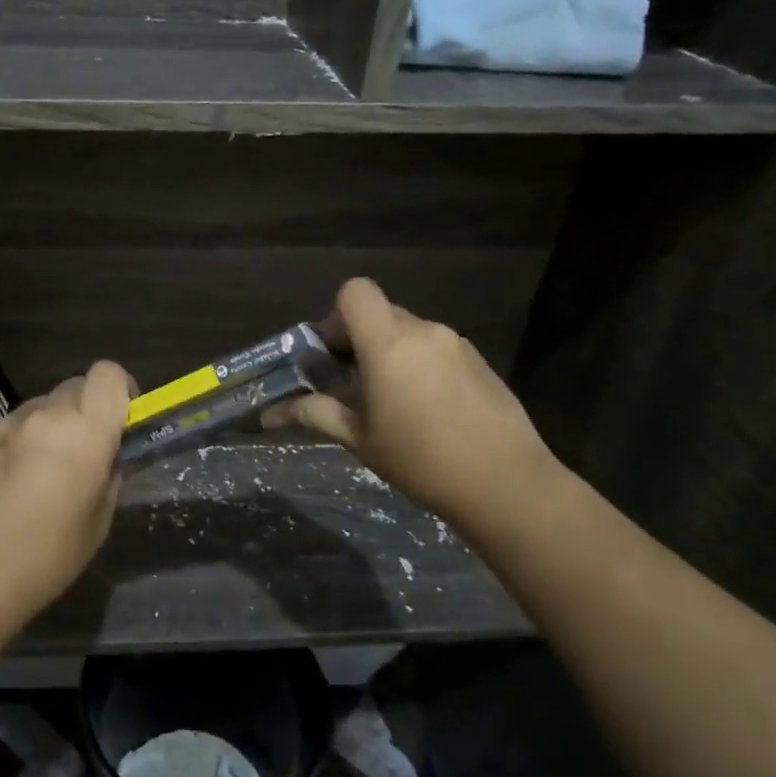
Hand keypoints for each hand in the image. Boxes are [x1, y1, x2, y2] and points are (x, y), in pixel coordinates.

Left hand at [0, 360, 134, 619]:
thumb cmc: (49, 555)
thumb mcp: (99, 520)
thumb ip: (109, 475)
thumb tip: (107, 457)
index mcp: (85, 430)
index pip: (108, 373)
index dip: (121, 388)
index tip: (124, 417)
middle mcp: (46, 415)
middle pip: (77, 386)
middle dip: (89, 409)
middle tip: (88, 449)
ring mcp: (8, 424)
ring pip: (45, 405)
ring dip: (56, 424)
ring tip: (48, 470)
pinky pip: (17, 426)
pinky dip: (27, 440)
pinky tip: (17, 482)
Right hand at [263, 278, 560, 531]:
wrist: (506, 484)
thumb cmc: (421, 460)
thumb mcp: (359, 439)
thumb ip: (315, 414)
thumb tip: (269, 415)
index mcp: (389, 343)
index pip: (355, 292)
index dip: (336, 316)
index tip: (333, 356)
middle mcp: (424, 331)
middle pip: (380, 313)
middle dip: (360, 341)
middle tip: (354, 386)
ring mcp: (457, 344)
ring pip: (410, 332)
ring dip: (392, 354)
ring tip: (393, 403)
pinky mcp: (480, 361)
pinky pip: (437, 349)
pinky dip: (421, 365)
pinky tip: (429, 410)